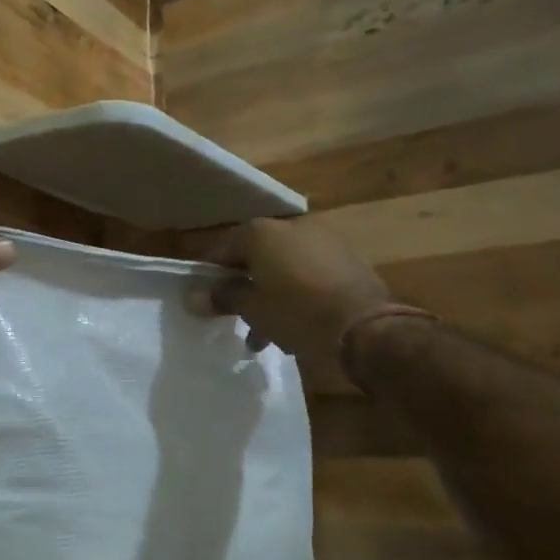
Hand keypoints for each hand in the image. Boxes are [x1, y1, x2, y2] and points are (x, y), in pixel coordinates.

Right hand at [186, 217, 391, 367]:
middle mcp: (292, 226)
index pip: (223, 249)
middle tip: (235, 317)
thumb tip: (193, 297)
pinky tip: (294, 325)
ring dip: (270, 295)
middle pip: (255, 256)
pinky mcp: (347, 259)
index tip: (205, 300)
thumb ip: (222, 297)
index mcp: (262, 231)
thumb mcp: (252, 309)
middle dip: (244, 287)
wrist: (366, 327)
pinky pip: (309, 273)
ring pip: (283, 267)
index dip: (210, 276)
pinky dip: (296, 294)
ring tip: (264, 334)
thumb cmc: (297, 312)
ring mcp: (323, 240)